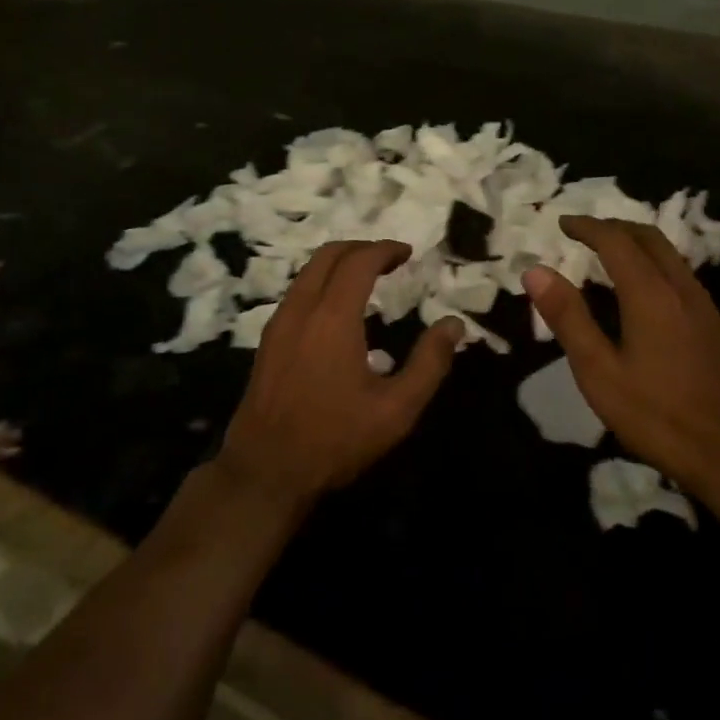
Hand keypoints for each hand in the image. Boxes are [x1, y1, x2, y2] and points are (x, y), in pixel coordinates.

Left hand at [218, 240, 461, 511]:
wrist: (265, 471)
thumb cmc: (335, 439)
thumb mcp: (396, 410)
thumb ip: (429, 363)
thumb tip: (454, 325)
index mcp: (333, 318)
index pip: (358, 261)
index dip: (385, 250)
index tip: (407, 253)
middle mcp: (301, 309)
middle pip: (328, 255)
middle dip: (361, 248)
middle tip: (390, 259)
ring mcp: (279, 323)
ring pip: (307, 271)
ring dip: (338, 263)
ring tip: (367, 277)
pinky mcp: (267, 340)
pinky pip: (296, 292)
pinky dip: (320, 282)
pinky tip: (337, 308)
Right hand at [525, 217, 719, 493]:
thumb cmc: (656, 414)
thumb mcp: (598, 370)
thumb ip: (568, 317)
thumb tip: (536, 271)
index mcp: (650, 293)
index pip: (616, 240)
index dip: (587, 227)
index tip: (562, 223)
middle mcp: (680, 287)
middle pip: (648, 237)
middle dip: (613, 227)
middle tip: (582, 232)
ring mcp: (702, 305)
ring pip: (667, 253)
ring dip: (635, 242)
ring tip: (605, 254)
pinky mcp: (712, 323)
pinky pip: (678, 272)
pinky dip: (651, 262)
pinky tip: (638, 290)